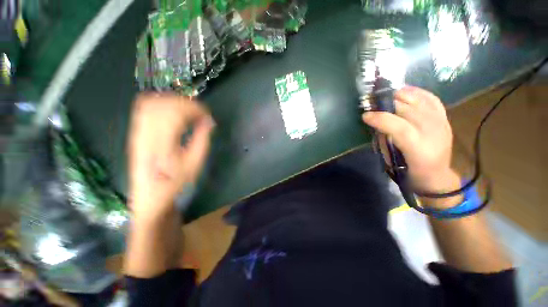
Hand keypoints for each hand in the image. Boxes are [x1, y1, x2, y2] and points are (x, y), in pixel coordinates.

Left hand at [127, 93, 213, 218]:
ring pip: (151, 102)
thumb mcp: (195, 163)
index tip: (207, 114)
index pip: (176, 113)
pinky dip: (160, 104)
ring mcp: (137, 131)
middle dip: (185, 103)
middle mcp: (146, 133)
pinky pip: (144, 109)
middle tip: (200, 112)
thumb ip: (203, 139)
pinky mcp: (136, 133)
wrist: (150, 197)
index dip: (194, 109)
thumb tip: (209, 122)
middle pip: (163, 104)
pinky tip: (172, 111)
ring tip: (188, 110)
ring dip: (172, 101)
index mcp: (162, 143)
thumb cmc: (175, 182)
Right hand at [362, 86, 457, 192]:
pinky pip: (431, 99)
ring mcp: (441, 123)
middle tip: (372, 103)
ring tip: (385, 96)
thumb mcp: (392, 160)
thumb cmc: (410, 171)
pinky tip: (405, 91)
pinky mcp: (444, 118)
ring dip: (400, 95)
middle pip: (408, 109)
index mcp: (419, 149)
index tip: (365, 115)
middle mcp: (433, 132)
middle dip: (387, 103)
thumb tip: (376, 123)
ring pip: (419, 101)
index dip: (380, 118)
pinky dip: (417, 92)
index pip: (399, 127)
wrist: (437, 175)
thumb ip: (384, 139)